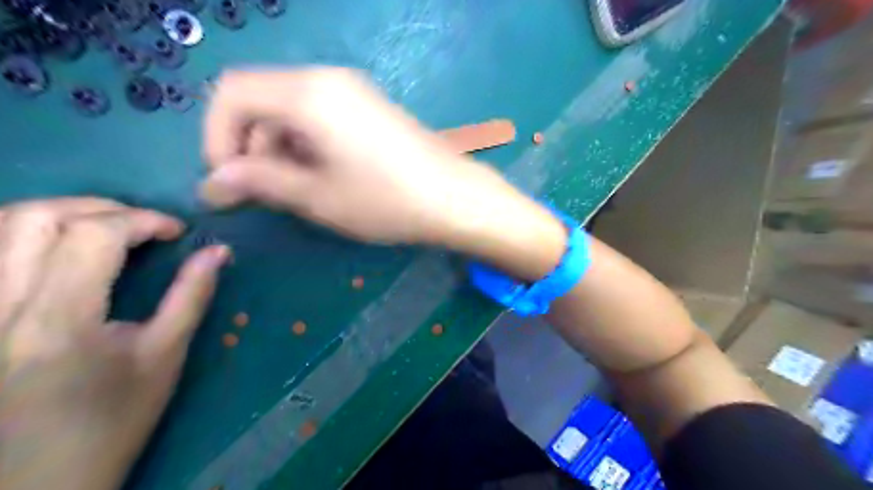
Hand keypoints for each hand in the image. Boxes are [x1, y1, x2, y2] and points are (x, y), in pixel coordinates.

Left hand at [0, 197, 226, 486]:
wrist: (36, 479)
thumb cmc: (111, 421)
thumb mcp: (164, 357)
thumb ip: (191, 296)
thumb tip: (218, 252)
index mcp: (58, 321)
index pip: (95, 235)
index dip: (144, 220)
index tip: (178, 233)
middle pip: (36, 217)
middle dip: (102, 207)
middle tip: (144, 225)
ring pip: (2, 227)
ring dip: (64, 214)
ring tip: (109, 229)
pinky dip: (28, 233)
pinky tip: (62, 247)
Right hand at [198, 65, 520, 244]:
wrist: (454, 198)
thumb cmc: (386, 200)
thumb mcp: (317, 196)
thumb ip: (260, 182)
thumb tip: (214, 182)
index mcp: (308, 93)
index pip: (232, 93)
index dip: (217, 137)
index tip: (229, 181)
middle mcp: (328, 80)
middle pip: (262, 100)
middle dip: (250, 147)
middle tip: (263, 195)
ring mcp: (353, 92)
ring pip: (290, 111)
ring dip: (278, 149)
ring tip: (296, 192)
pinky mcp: (369, 109)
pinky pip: (319, 117)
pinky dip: (306, 145)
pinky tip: (321, 177)